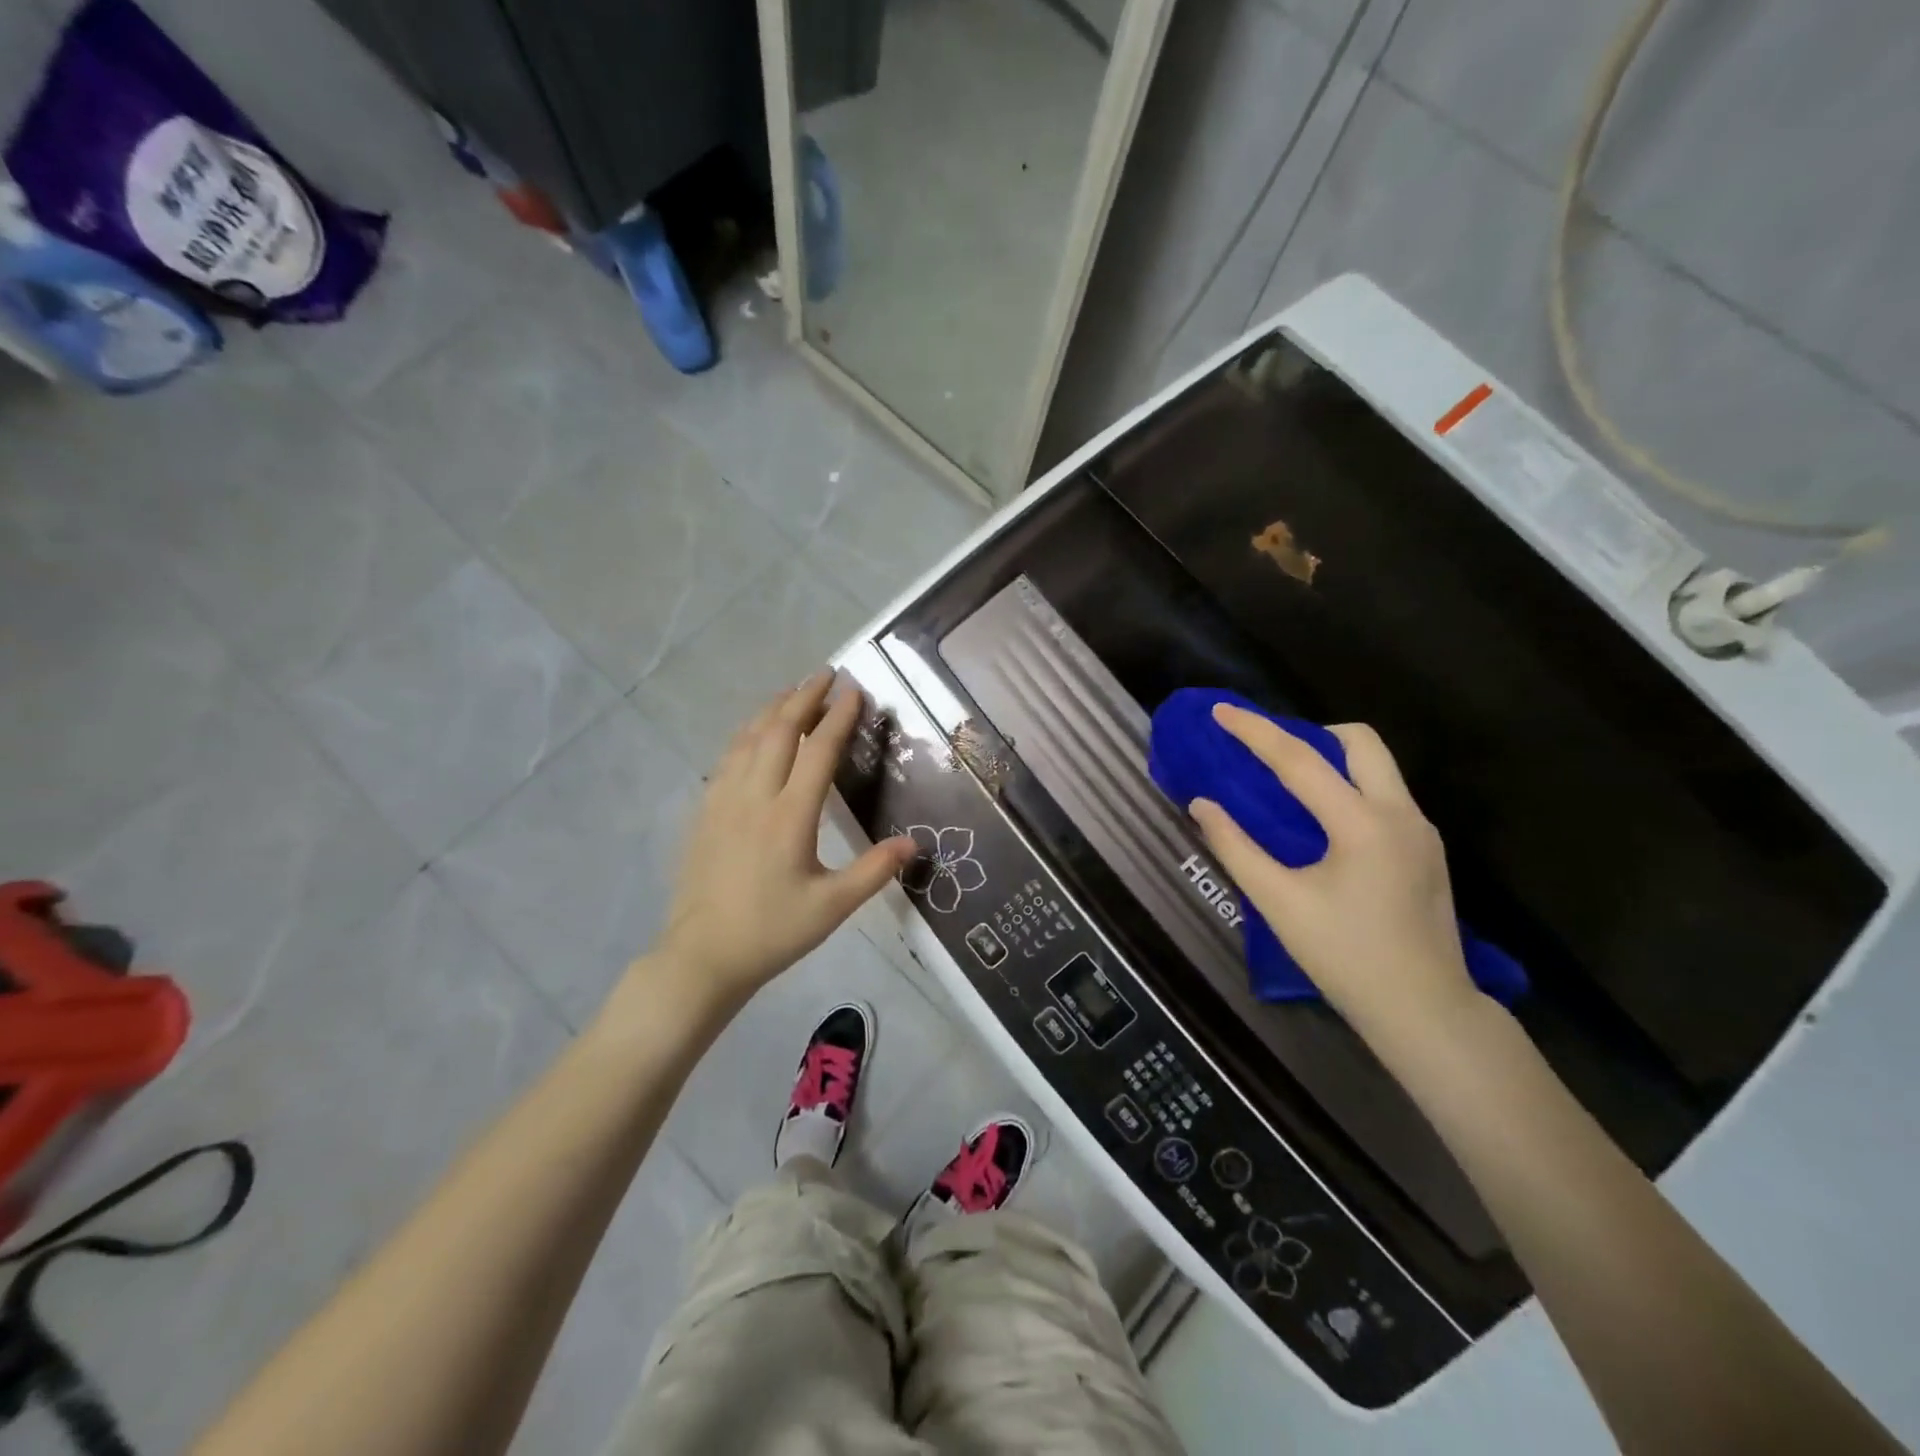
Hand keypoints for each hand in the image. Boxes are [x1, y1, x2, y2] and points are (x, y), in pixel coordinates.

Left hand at [650, 673, 916, 1013]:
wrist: (702, 956)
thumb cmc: (772, 932)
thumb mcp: (832, 907)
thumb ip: (874, 871)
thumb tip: (914, 843)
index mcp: (789, 817)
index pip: (817, 752)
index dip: (838, 718)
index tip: (855, 691)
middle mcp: (754, 798)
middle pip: (778, 732)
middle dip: (804, 698)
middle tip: (826, 674)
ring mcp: (723, 801)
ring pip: (747, 739)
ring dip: (772, 710)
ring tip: (792, 691)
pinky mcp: (705, 812)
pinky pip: (727, 758)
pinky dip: (745, 734)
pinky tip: (752, 733)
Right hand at [1186, 704, 1478, 1044]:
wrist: (1425, 1011)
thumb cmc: (1345, 957)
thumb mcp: (1279, 903)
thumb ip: (1236, 848)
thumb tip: (1202, 805)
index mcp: (1362, 824)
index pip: (1299, 761)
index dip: (1255, 732)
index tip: (1221, 711)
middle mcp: (1400, 814)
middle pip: (1359, 741)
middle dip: (1311, 733)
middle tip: (1271, 753)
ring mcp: (1421, 830)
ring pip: (1378, 766)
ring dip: (1333, 759)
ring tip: (1290, 784)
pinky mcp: (1427, 848)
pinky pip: (1385, 794)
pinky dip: (1349, 787)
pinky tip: (1323, 822)